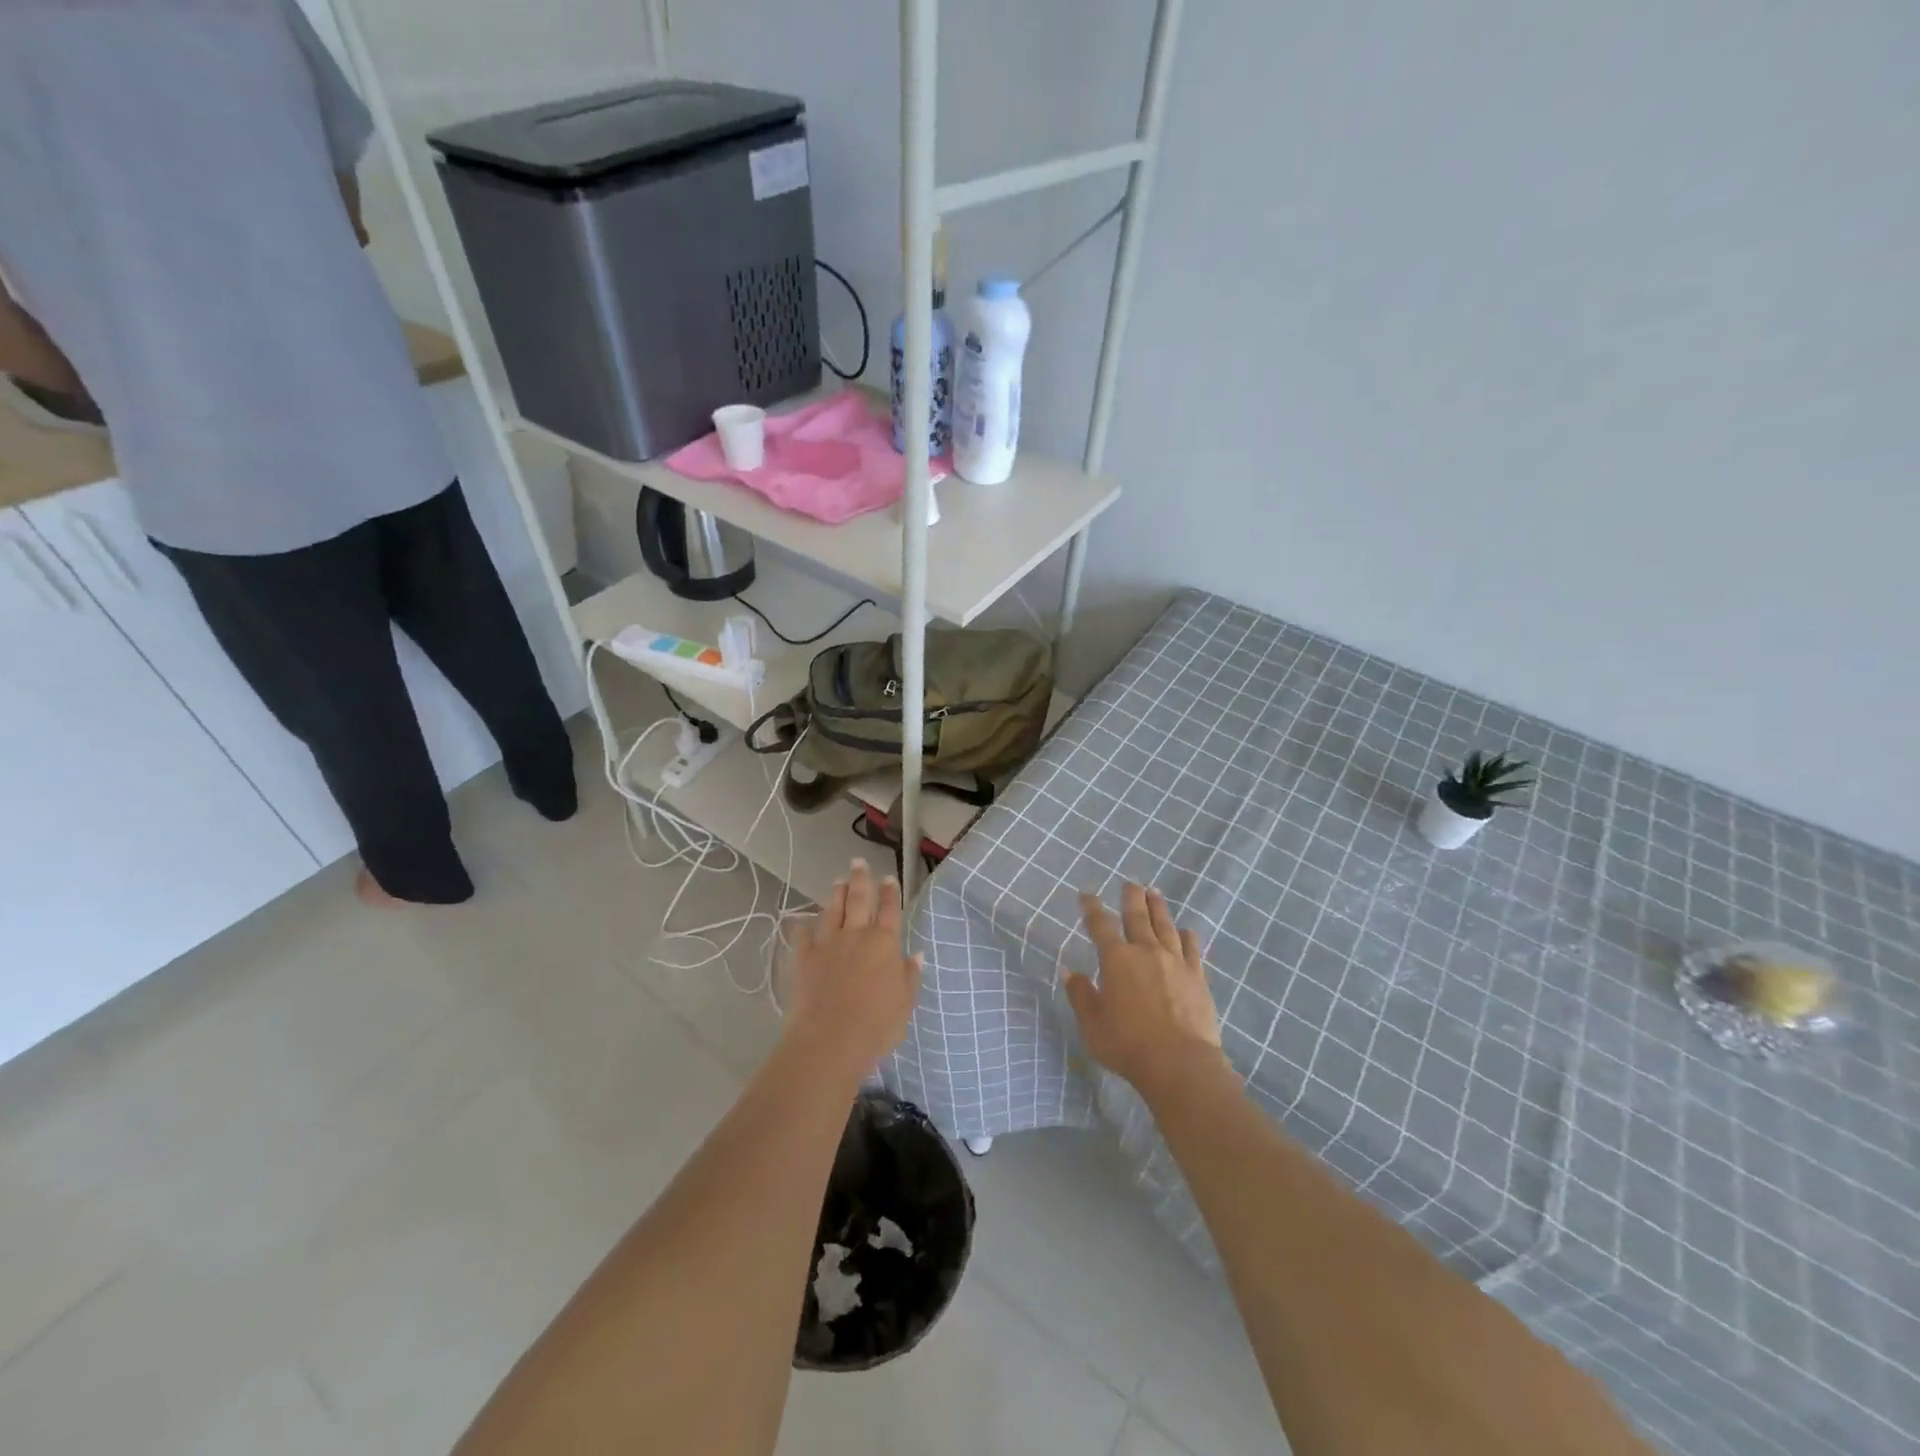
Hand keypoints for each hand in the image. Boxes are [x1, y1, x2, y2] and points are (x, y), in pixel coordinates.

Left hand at [785, 859, 921, 1074]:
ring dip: (835, 894)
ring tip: (837, 881)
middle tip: (858, 862)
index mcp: (883, 943)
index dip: (889, 893)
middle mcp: (856, 936)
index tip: (888, 878)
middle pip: (859, 900)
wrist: (830, 1039)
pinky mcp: (804, 959)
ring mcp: (827, 944)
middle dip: (860, 879)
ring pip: (832, 911)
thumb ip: (909, 976)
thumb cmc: (876, 1024)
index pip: (889, 910)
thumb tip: (915, 954)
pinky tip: (802, 921)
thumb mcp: (905, 1003)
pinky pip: (803, 937)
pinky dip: (803, 927)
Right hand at [1065, 885, 1227, 1094]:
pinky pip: (1192, 949)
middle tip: (1130, 883)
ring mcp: (1175, 962)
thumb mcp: (1092, 1025)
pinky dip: (1188, 936)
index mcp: (1116, 959)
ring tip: (1154, 893)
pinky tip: (1187, 930)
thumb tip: (1068, 971)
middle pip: (1137, 916)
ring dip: (1158, 908)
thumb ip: (1081, 995)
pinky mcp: (1197, 977)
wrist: (1179, 1063)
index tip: (1087, 895)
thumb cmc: (1127, 1045)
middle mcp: (1145, 951)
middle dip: (1131, 897)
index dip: (1092, 908)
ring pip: (1165, 926)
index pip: (1100, 925)